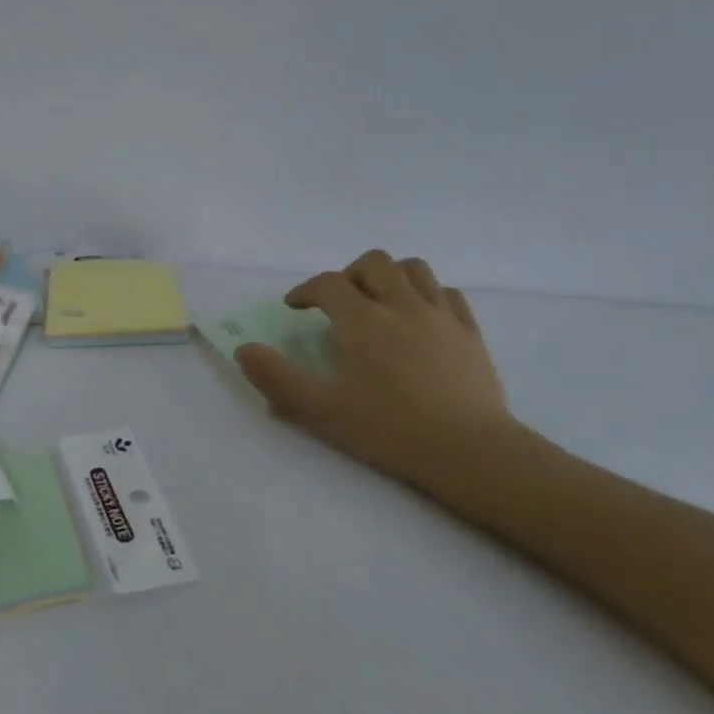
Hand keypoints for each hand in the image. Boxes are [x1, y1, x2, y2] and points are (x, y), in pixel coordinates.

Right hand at [235, 250, 516, 492]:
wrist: (467, 450)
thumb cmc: (389, 430)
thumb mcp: (322, 410)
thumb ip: (277, 378)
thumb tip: (243, 350)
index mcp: (363, 321)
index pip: (328, 284)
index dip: (305, 290)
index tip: (294, 307)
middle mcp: (402, 306)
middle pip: (374, 263)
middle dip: (348, 274)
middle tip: (338, 302)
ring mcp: (441, 316)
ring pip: (415, 269)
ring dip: (390, 275)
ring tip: (379, 300)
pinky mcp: (469, 333)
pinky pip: (448, 294)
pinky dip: (427, 294)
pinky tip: (420, 315)